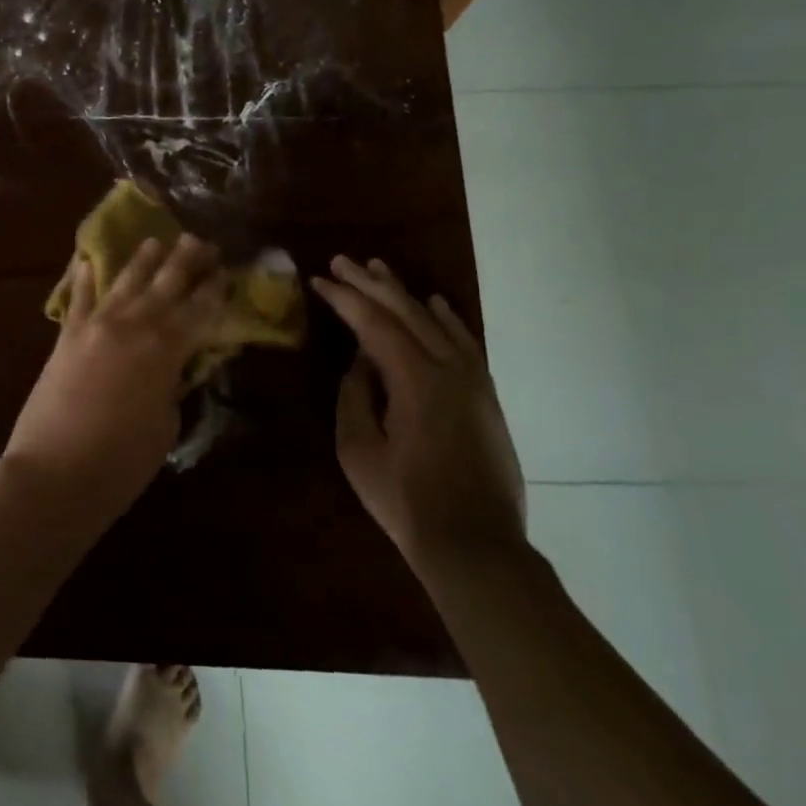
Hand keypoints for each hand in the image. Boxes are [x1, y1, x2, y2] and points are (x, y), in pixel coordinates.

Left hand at [6, 235, 224, 498]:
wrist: (54, 472)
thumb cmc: (121, 461)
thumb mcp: (164, 426)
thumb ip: (170, 387)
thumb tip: (171, 368)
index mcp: (165, 349)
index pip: (198, 310)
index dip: (214, 289)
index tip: (225, 269)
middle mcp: (132, 326)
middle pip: (164, 285)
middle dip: (184, 261)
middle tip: (199, 240)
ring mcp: (95, 327)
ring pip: (124, 283)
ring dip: (141, 260)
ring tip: (155, 240)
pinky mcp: (65, 338)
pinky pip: (77, 300)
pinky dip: (83, 280)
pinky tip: (86, 261)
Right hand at [310, 257, 525, 569]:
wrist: (474, 544)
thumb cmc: (405, 501)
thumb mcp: (358, 449)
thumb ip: (355, 396)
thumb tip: (360, 362)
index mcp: (416, 381)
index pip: (374, 325)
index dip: (345, 299)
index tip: (319, 279)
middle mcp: (450, 370)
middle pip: (407, 313)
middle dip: (371, 284)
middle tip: (342, 261)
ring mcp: (474, 382)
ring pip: (436, 322)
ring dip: (405, 294)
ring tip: (378, 270)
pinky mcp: (485, 397)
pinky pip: (466, 343)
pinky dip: (447, 319)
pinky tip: (434, 304)